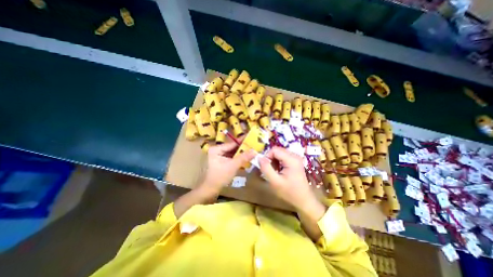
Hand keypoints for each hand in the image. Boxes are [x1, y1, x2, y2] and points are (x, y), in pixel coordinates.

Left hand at [200, 140, 255, 194]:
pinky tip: (246, 156)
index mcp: (216, 149)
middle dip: (243, 147)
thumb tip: (255, 151)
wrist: (211, 190)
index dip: (242, 141)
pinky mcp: (222, 161)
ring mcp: (219, 155)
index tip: (251, 137)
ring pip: (233, 152)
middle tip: (254, 144)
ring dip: (241, 152)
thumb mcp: (233, 166)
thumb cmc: (220, 177)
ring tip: (252, 149)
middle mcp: (217, 150)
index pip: (232, 143)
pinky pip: (232, 157)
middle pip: (232, 147)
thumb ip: (244, 157)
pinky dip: (238, 157)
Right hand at [260, 146, 326, 214]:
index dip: (267, 156)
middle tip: (268, 169)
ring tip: (273, 171)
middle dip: (270, 158)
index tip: (264, 167)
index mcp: (291, 159)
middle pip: (277, 150)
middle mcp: (295, 155)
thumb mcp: (275, 182)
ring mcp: (296, 158)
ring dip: (273, 160)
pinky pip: (283, 157)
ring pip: (279, 153)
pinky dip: (278, 162)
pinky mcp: (295, 161)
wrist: (303, 201)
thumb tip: (259, 158)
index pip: (274, 150)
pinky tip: (278, 171)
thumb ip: (266, 168)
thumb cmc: (289, 192)